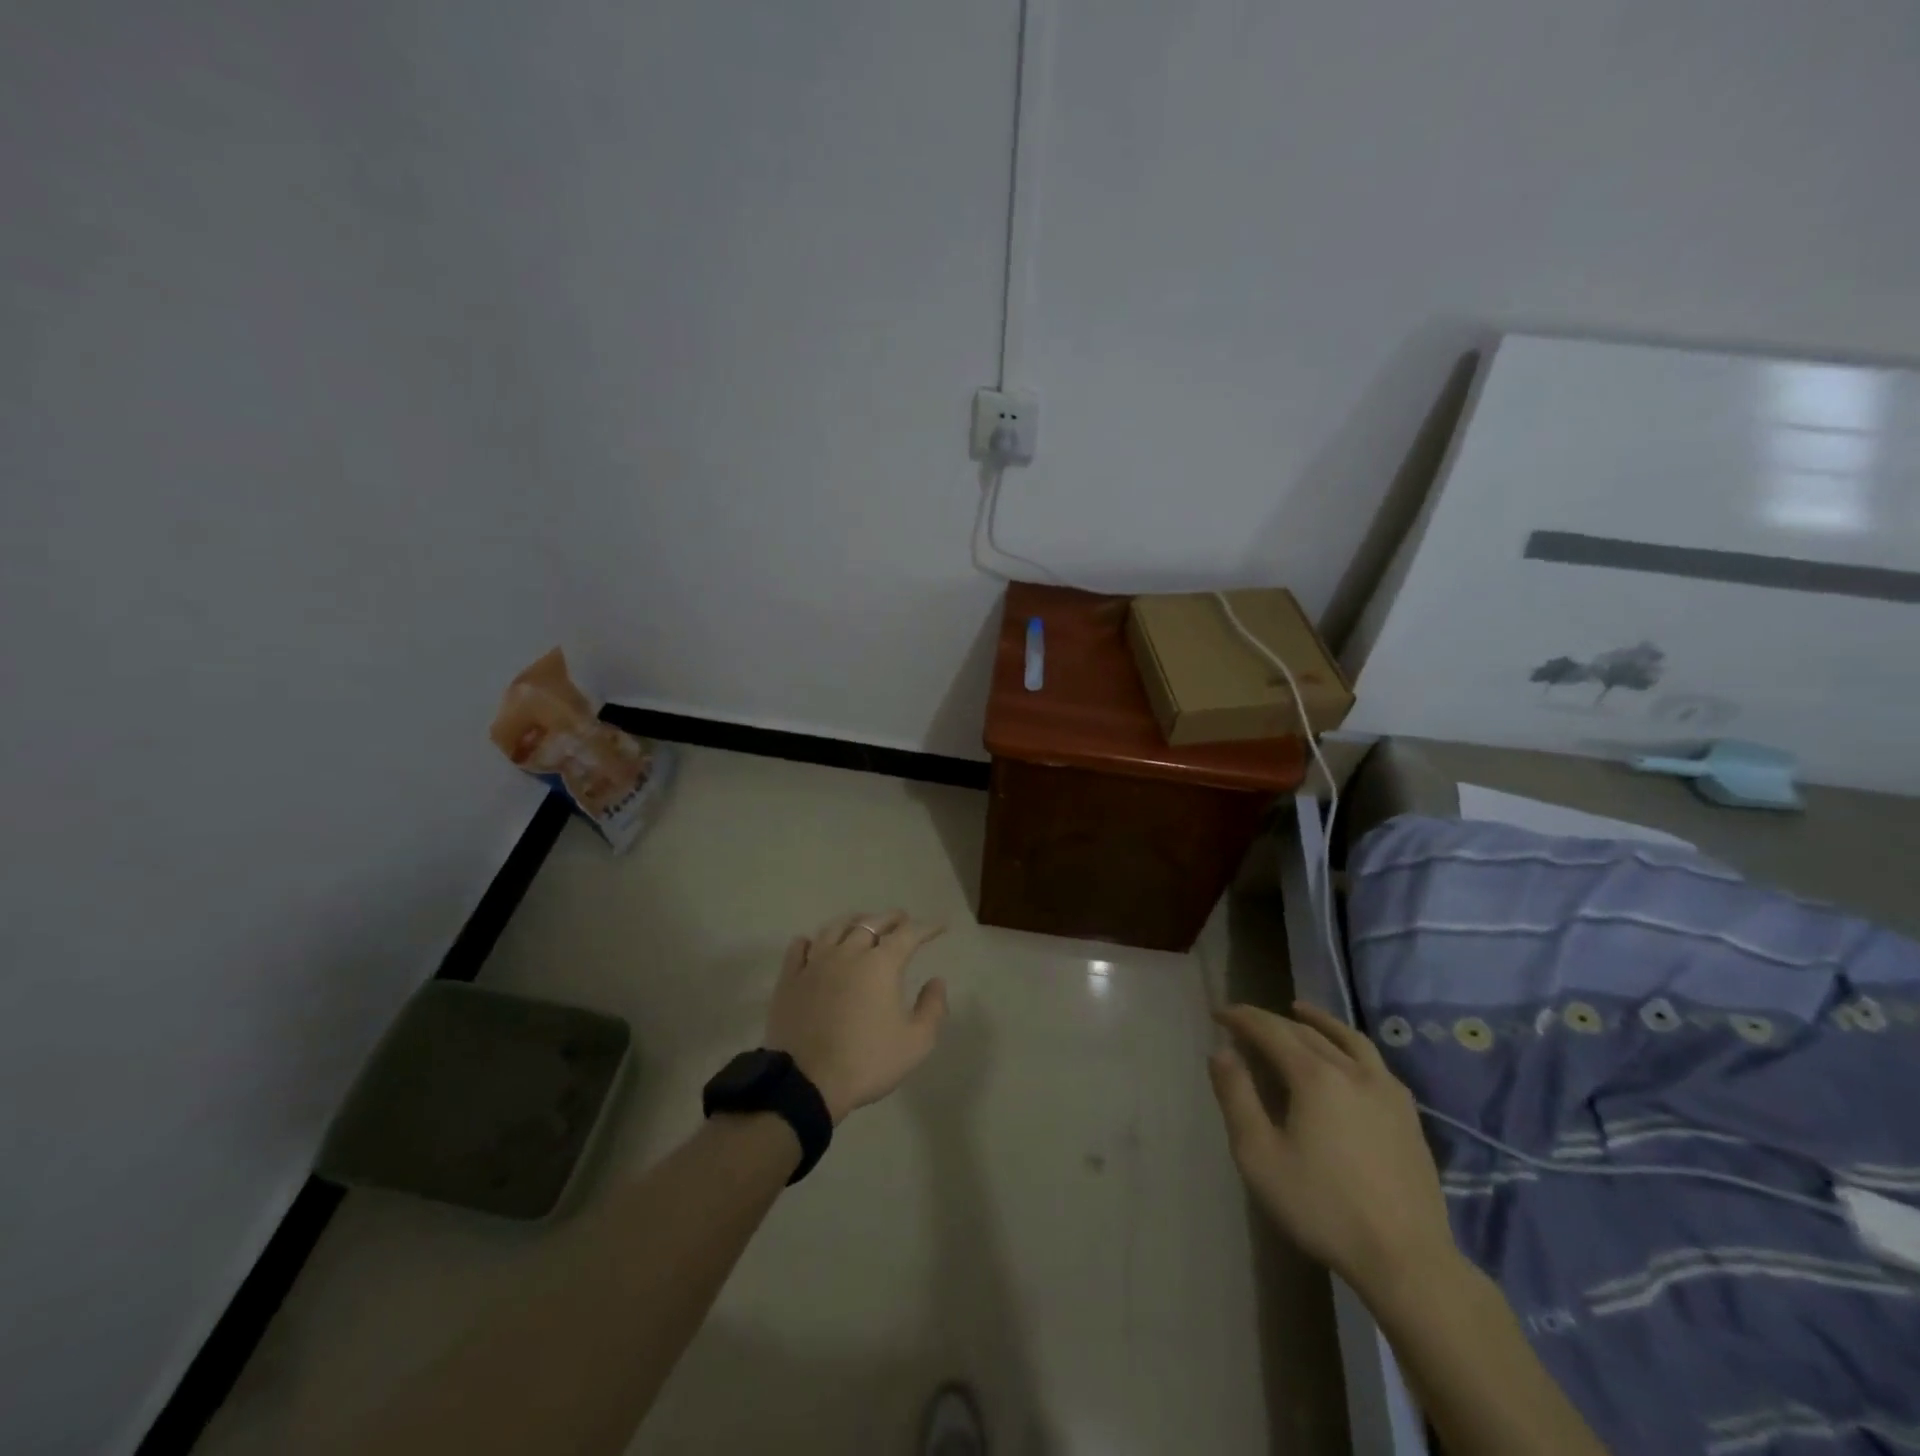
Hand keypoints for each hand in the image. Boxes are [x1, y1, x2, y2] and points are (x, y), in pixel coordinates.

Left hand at [764, 911, 948, 1124]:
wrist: (807, 1083)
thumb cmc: (867, 1062)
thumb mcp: (916, 1043)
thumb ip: (932, 1008)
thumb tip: (936, 981)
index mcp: (881, 965)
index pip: (908, 935)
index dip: (926, 928)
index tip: (939, 927)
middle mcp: (848, 953)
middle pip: (872, 923)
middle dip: (891, 919)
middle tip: (902, 919)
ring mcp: (815, 963)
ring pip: (835, 928)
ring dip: (854, 922)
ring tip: (862, 924)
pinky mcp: (790, 978)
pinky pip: (799, 947)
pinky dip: (812, 940)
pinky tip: (815, 944)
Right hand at [1208, 1001, 1457, 1298]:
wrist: (1406, 1260)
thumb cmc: (1322, 1208)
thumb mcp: (1260, 1156)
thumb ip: (1237, 1097)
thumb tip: (1222, 1052)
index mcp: (1315, 1076)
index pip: (1271, 1030)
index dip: (1242, 1018)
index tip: (1218, 1013)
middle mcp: (1352, 1070)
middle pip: (1305, 1031)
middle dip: (1271, 1021)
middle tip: (1245, 1022)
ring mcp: (1386, 1091)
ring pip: (1347, 1039)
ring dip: (1317, 1020)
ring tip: (1299, 1011)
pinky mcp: (1407, 1115)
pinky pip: (1373, 1061)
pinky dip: (1349, 1044)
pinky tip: (1346, 1057)